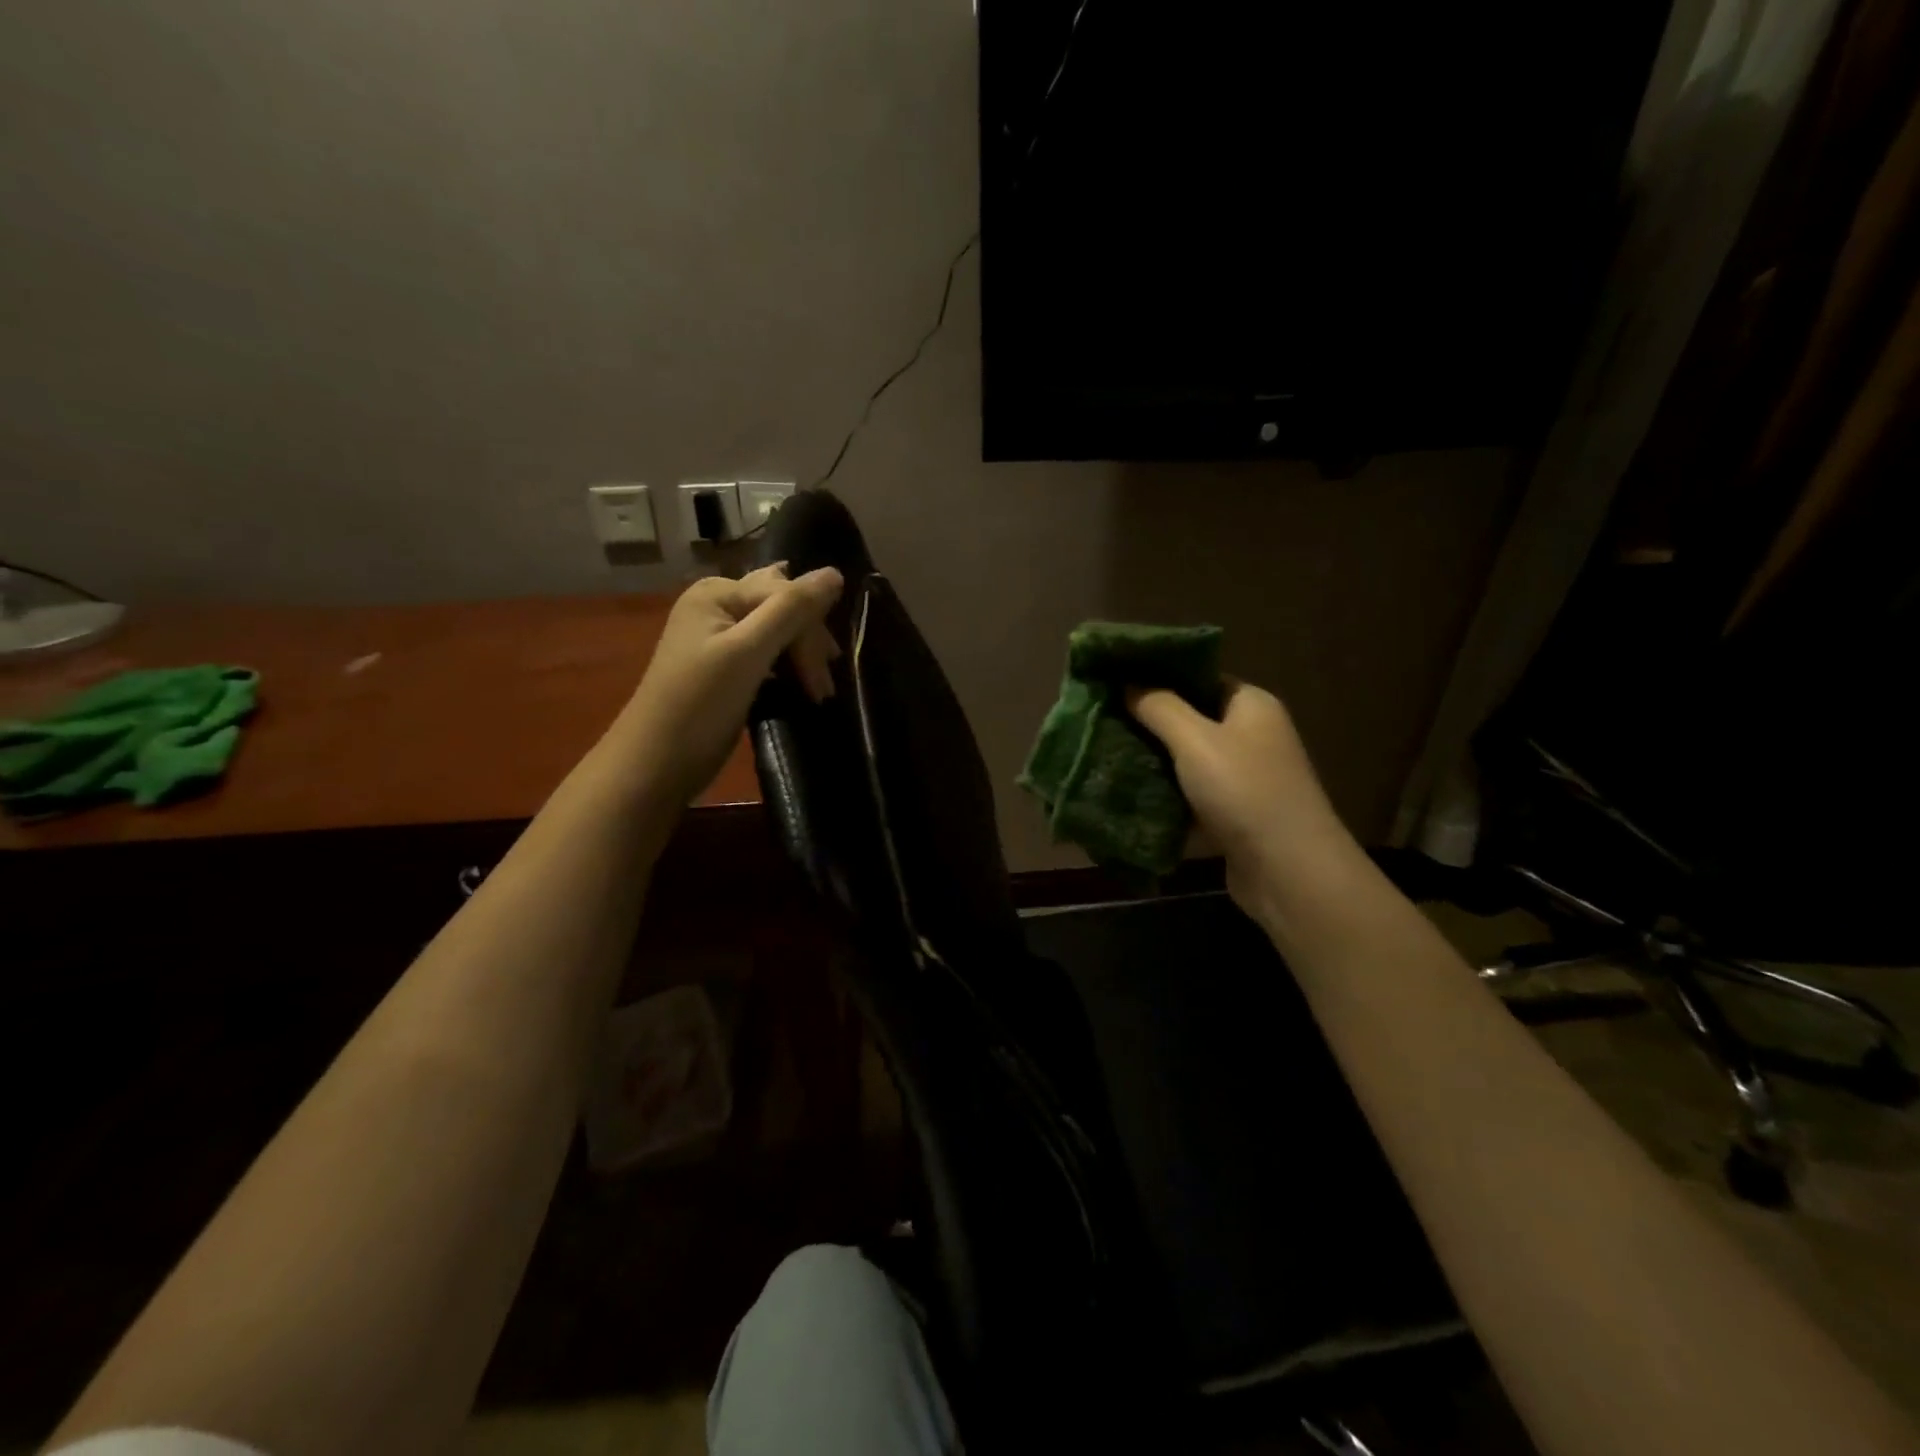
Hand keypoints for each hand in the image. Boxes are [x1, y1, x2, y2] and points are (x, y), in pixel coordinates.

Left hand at [621, 563, 843, 802]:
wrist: (655, 765)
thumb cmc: (699, 705)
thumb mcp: (748, 652)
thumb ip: (792, 610)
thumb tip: (835, 573)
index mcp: (717, 593)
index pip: (784, 593)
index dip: (810, 631)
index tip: (825, 675)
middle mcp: (718, 606)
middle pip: (782, 609)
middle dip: (808, 646)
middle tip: (824, 690)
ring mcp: (720, 637)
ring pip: (779, 633)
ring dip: (802, 660)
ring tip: (817, 693)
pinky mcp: (726, 668)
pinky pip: (768, 655)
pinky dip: (787, 670)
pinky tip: (799, 688)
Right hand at [1128, 679, 1351, 917]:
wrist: (1288, 870)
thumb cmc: (1243, 791)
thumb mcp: (1195, 740)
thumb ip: (1159, 707)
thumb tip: (1128, 683)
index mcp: (1251, 705)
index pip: (1200, 679)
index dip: (1159, 679)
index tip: (1115, 684)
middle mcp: (1252, 737)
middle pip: (1192, 721)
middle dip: (1149, 725)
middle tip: (1103, 723)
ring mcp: (1245, 779)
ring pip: (1188, 763)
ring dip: (1154, 765)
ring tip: (1106, 758)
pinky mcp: (1235, 816)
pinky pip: (1192, 798)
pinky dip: (1167, 799)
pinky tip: (1129, 798)